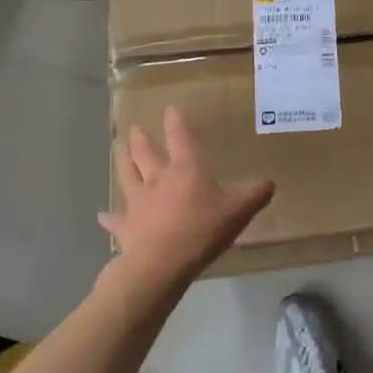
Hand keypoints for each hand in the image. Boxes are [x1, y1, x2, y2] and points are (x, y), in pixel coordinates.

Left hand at [103, 107, 274, 292]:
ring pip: (128, 175)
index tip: (170, 109)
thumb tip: (270, 182)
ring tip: (119, 149)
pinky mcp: (127, 226)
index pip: (180, 137)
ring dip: (123, 161)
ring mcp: (139, 202)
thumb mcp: (238, 212)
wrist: (161, 264)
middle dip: (141, 139)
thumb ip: (255, 195)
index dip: (176, 122)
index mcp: (186, 169)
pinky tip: (102, 215)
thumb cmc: (202, 230)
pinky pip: (116, 219)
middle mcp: (159, 178)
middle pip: (146, 153)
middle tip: (135, 129)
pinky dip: (109, 217)